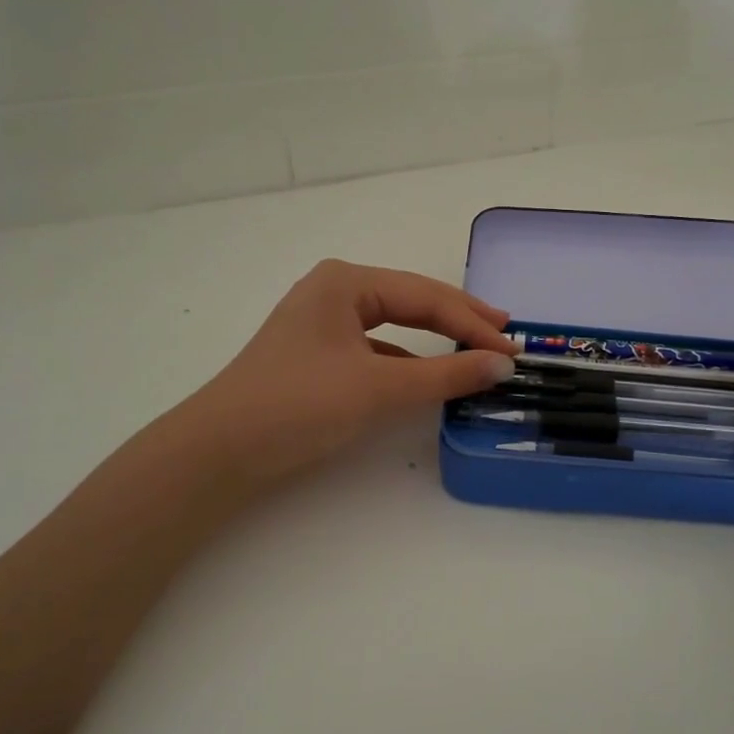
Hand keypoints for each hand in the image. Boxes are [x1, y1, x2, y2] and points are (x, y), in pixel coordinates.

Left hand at [179, 260, 517, 486]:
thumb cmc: (301, 404)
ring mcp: (321, 323)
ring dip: (434, 340)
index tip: (513, 347)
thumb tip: (501, 365)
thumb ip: (446, 375)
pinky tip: (426, 376)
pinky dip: (406, 360)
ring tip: (475, 348)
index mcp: (346, 282)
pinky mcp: (315, 356)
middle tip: (504, 331)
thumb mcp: (380, 388)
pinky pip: (375, 349)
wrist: (220, 450)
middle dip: (458, 320)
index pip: (426, 297)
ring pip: (393, 325)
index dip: (473, 323)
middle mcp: (333, 292)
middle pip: (411, 302)